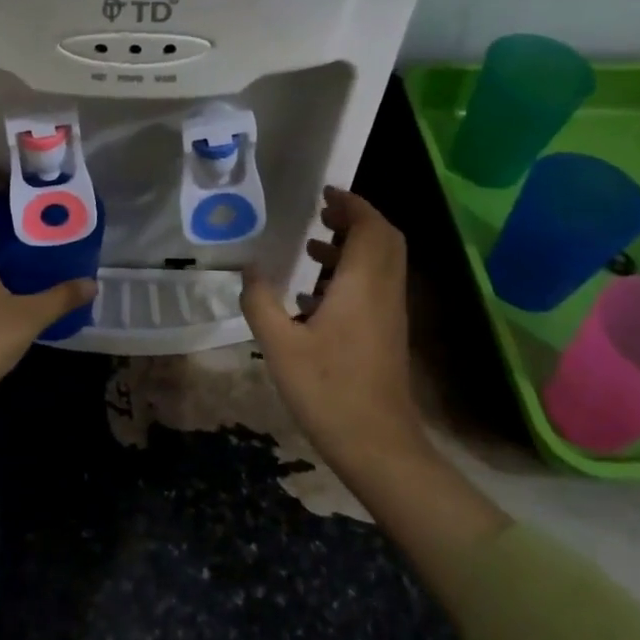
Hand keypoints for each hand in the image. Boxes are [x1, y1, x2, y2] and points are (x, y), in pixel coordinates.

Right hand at [240, 186, 426, 476]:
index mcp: (362, 284)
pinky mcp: (388, 333)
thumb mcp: (280, 345)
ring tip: (311, 249)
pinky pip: (376, 285)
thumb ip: (260, 301)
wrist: (378, 446)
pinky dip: (352, 274)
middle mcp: (383, 291)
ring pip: (382, 263)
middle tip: (320, 214)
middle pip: (384, 239)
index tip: (324, 193)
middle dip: (355, 219)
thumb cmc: (328, 390)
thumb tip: (248, 269)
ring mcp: (390, 314)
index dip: (351, 203)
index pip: (370, 227)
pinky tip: (314, 296)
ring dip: (352, 247)